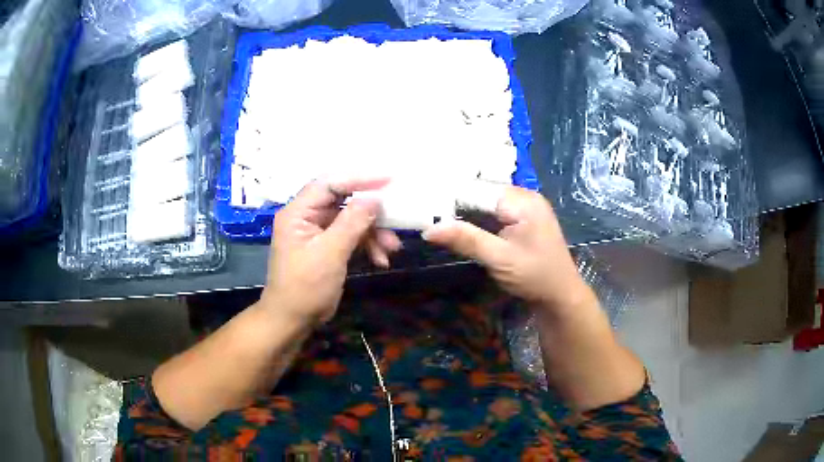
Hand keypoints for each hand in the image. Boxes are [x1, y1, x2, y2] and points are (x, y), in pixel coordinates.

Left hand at [260, 178, 401, 324]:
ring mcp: (318, 232)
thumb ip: (352, 223)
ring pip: (351, 220)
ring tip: (392, 248)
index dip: (359, 178)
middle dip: (371, 212)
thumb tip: (375, 198)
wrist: (293, 320)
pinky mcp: (328, 246)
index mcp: (298, 212)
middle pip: (344, 200)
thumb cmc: (305, 287)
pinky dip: (367, 245)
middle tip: (396, 216)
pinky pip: (351, 236)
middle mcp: (307, 216)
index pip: (330, 183)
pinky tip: (381, 260)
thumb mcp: (330, 253)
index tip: (389, 180)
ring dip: (373, 232)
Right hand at [423, 186, 589, 312]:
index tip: (424, 208)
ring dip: (465, 212)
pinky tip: (461, 226)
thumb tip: (429, 229)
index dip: (451, 199)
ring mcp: (525, 207)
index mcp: (522, 200)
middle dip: (456, 205)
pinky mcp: (523, 219)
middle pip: (482, 193)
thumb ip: (466, 240)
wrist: (560, 295)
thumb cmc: (534, 276)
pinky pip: (495, 211)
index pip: (478, 190)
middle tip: (426, 214)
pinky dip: (477, 219)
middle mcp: (524, 196)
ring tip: (437, 218)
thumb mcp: (499, 258)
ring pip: (486, 202)